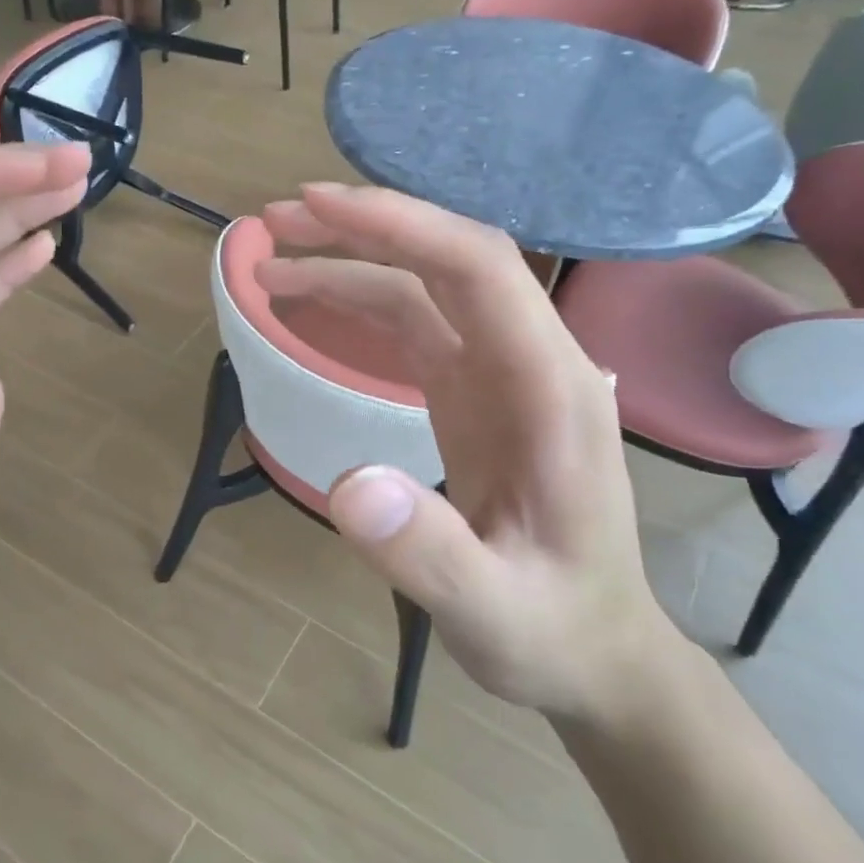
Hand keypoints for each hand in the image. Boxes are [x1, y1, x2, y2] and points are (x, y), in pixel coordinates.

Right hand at [258, 183, 681, 725]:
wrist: (592, 652)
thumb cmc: (552, 632)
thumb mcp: (492, 612)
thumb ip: (429, 552)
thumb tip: (347, 485)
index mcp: (552, 391)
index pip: (479, 270)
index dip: (399, 226)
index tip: (317, 209)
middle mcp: (531, 363)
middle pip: (449, 260)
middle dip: (364, 228)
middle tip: (276, 221)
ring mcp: (501, 376)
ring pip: (426, 287)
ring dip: (352, 262)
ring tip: (272, 264)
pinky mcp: (474, 395)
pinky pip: (416, 326)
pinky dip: (361, 303)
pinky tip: (314, 306)